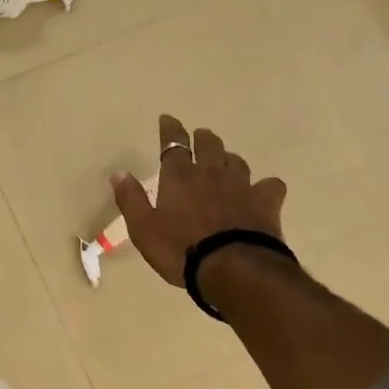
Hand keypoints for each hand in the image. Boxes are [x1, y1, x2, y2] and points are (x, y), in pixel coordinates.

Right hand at [111, 114, 286, 286]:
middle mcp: (211, 173)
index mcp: (179, 177)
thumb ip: (131, 199)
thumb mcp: (143, 229)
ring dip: (229, 158)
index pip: (173, 143)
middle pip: (209, 144)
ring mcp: (241, 186)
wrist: (233, 268)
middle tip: (199, 138)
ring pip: (237, 161)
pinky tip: (262, 191)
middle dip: (202, 138)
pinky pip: (270, 184)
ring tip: (225, 163)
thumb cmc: (181, 250)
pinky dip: (265, 185)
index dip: (170, 129)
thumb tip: (119, 173)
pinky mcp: (265, 202)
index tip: (167, 119)